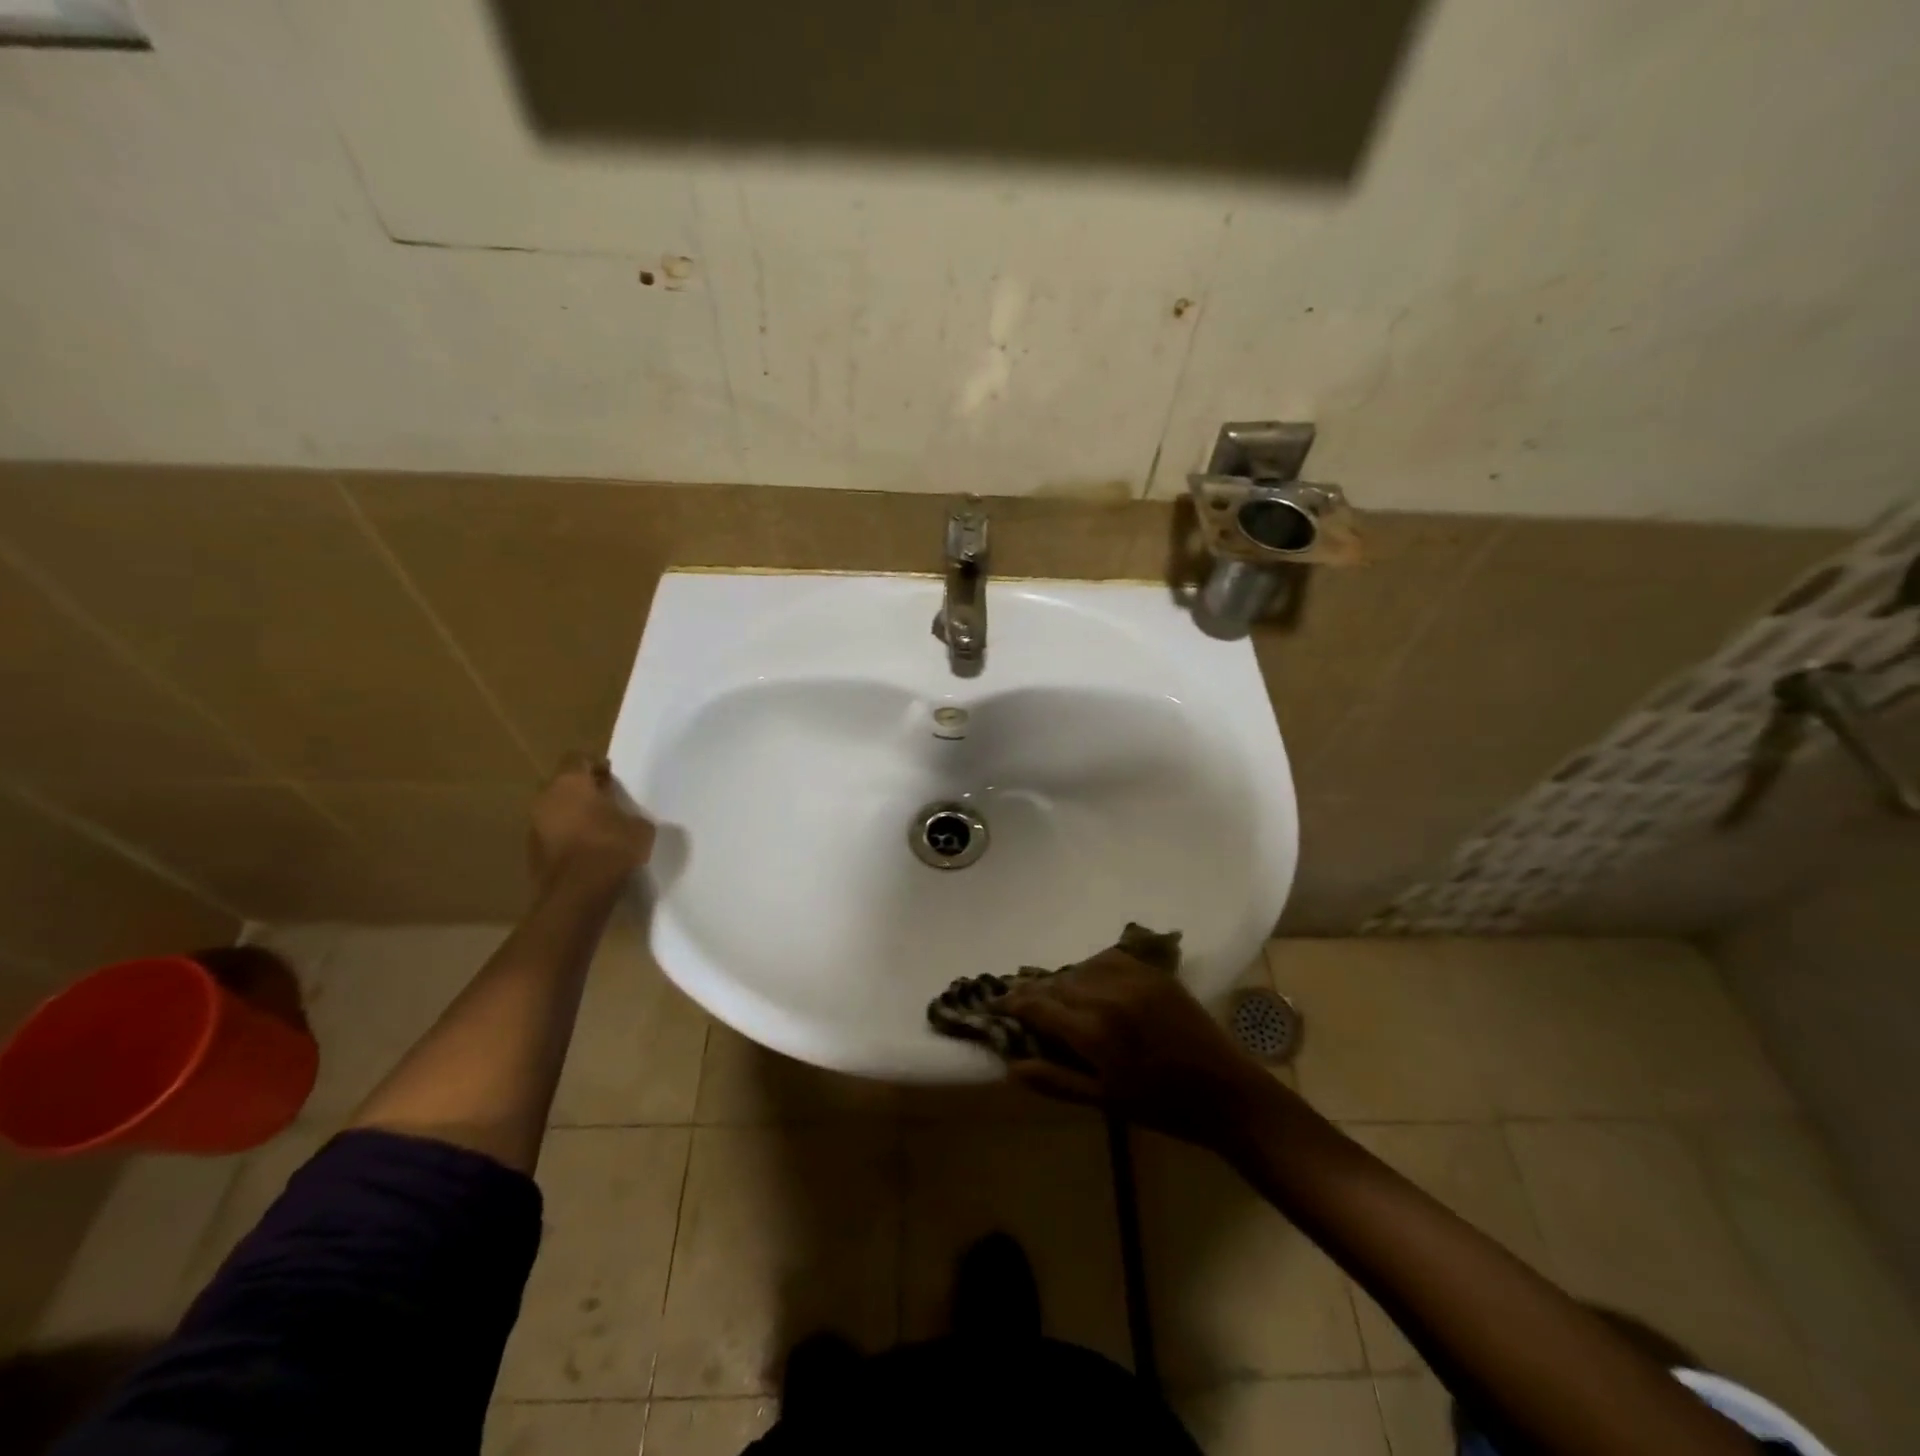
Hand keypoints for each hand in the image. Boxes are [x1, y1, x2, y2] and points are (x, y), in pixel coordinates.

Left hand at [528, 752, 654, 888]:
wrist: (576, 894)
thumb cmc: (611, 848)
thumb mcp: (640, 828)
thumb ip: (631, 815)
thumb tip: (628, 820)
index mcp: (571, 783)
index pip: (578, 758)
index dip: (596, 765)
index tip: (612, 778)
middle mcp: (546, 798)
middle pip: (563, 784)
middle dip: (582, 790)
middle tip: (607, 802)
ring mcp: (534, 826)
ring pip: (555, 810)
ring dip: (573, 815)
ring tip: (599, 829)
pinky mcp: (531, 852)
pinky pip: (552, 835)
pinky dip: (567, 837)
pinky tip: (588, 851)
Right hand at [1000, 947, 1277, 1151]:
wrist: (1227, 1093)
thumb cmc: (1162, 1107)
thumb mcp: (1104, 1101)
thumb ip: (1055, 1080)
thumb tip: (1011, 1064)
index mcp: (1094, 1031)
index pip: (1038, 1005)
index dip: (1012, 1003)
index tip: (995, 1004)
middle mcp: (1108, 995)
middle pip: (1057, 982)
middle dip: (1036, 992)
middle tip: (1024, 1004)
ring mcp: (1133, 979)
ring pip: (1081, 967)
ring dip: (1064, 980)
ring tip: (1058, 996)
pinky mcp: (1154, 973)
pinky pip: (1110, 958)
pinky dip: (1092, 967)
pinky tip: (1092, 982)